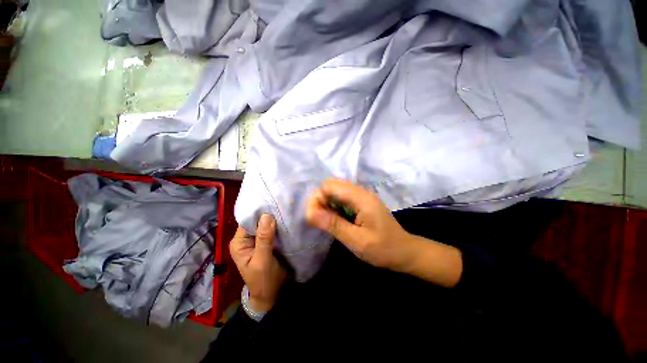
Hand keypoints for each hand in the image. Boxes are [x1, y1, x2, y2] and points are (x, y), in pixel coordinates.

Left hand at [229, 214, 286, 311]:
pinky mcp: (265, 243)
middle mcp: (245, 239)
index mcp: (239, 243)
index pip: (248, 221)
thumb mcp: (263, 260)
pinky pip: (271, 231)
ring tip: (286, 212)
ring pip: (265, 225)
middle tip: (283, 207)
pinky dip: (278, 227)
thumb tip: (267, 215)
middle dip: (269, 216)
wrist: (270, 295)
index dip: (261, 213)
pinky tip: (286, 221)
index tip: (275, 205)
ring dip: (275, 221)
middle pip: (257, 222)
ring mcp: (256, 241)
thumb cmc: (263, 280)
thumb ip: (264, 239)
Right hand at [306, 179, 461, 286]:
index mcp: (361, 198)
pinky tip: (336, 219)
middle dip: (321, 200)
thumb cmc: (383, 249)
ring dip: (327, 203)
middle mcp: (360, 192)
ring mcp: (361, 196)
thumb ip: (333, 224)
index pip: (329, 185)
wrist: (404, 252)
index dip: (318, 198)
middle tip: (322, 220)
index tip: (316, 218)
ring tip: (328, 221)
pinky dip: (334, 206)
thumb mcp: (357, 241)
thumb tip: (310, 213)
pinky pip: (341, 198)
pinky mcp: (361, 202)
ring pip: (335, 191)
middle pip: (331, 185)